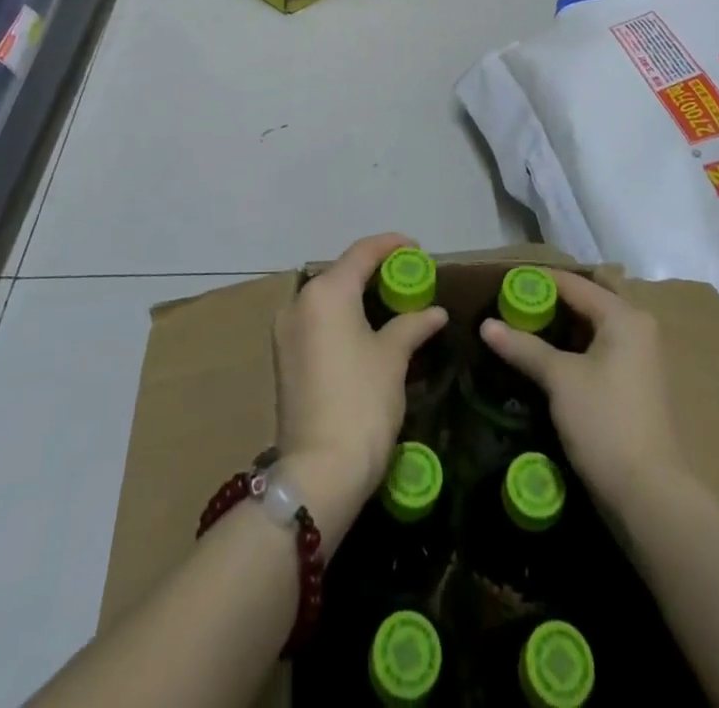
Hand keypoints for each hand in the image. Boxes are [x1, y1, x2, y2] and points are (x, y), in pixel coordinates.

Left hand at [273, 233, 447, 535]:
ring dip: (357, 294)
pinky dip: (341, 316)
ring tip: (391, 301)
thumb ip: (412, 325)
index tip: (417, 249)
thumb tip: (435, 312)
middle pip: (341, 272)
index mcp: (326, 292)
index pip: (362, 252)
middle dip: (374, 270)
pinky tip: (365, 328)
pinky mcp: (283, 358)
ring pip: (327, 298)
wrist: (319, 472)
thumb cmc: (362, 402)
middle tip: (408, 277)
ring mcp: (286, 332)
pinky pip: (317, 321)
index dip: (391, 245)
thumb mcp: (393, 358)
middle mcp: (299, 302)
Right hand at [479, 270, 686, 514]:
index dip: (538, 282)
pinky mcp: (634, 384)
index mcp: (624, 317)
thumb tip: (486, 325)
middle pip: (586, 302)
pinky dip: (573, 348)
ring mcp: (639, 358)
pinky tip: (546, 359)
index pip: (574, 284)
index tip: (503, 284)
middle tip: (511, 307)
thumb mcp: (560, 380)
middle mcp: (637, 328)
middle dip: (550, 303)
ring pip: (592, 328)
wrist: (649, 496)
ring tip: (521, 330)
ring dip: (560, 327)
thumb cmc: (605, 423)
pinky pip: (598, 350)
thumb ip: (524, 347)